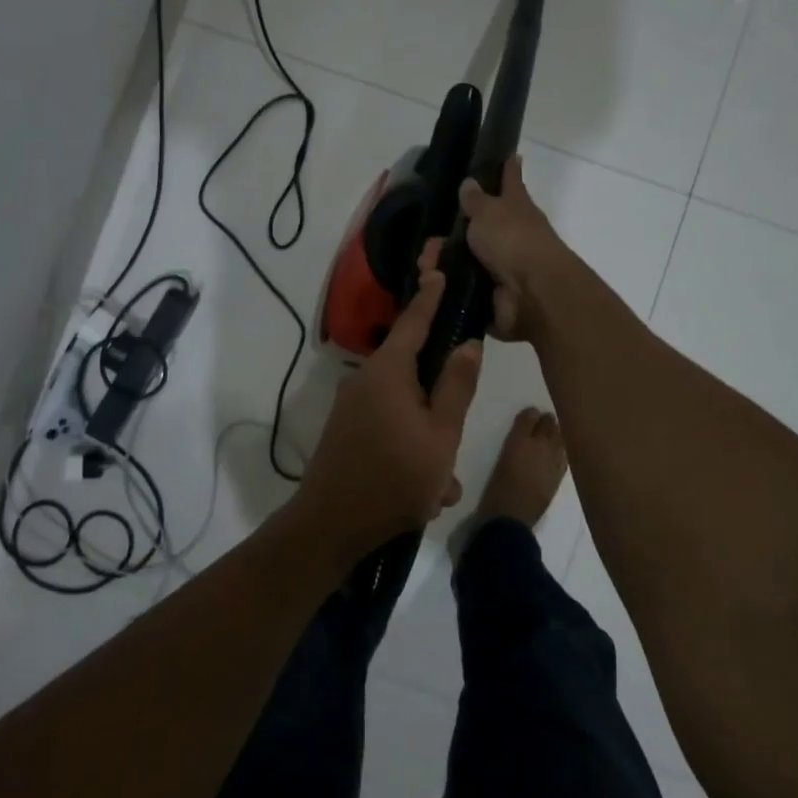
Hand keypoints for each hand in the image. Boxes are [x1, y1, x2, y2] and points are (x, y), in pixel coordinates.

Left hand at [291, 268, 482, 564]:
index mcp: (387, 372)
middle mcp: (364, 380)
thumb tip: (468, 344)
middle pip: (412, 369)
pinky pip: (389, 428)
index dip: (431, 296)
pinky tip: (425, 491)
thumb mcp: (441, 435)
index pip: (414, 321)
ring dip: (428, 438)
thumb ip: (456, 386)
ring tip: (443, 483)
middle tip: (460, 422)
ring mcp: (351, 407)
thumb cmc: (394, 478)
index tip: (440, 270)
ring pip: (405, 409)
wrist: (329, 527)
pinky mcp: (346, 431)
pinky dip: (410, 451)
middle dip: (440, 397)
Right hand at [422, 155, 568, 341]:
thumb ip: (475, 200)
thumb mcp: (488, 212)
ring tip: (425, 263)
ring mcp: (504, 266)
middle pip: (482, 225)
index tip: (509, 154)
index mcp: (517, 207)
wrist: (531, 294)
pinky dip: (448, 285)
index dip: (508, 168)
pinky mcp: (493, 294)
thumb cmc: (513, 240)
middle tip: (432, 235)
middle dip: (456, 229)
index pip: (511, 180)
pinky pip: (464, 286)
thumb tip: (469, 183)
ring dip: (445, 260)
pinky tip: (431, 283)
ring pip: (467, 258)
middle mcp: (513, 234)